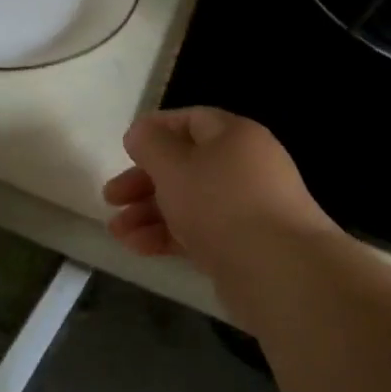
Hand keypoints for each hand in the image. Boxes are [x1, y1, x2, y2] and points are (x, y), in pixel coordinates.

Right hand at [102, 108, 336, 271]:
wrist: (279, 271)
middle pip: (186, 164)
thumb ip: (150, 145)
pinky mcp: (244, 245)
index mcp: (235, 136)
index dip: (155, 131)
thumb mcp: (175, 166)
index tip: (124, 150)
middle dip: (144, 180)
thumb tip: (140, 132)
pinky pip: (200, 231)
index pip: (190, 120)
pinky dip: (169, 235)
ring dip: (149, 213)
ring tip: (117, 231)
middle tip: (111, 197)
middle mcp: (245, 166)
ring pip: (190, 201)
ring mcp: (247, 208)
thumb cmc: (220, 203)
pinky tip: (138, 248)